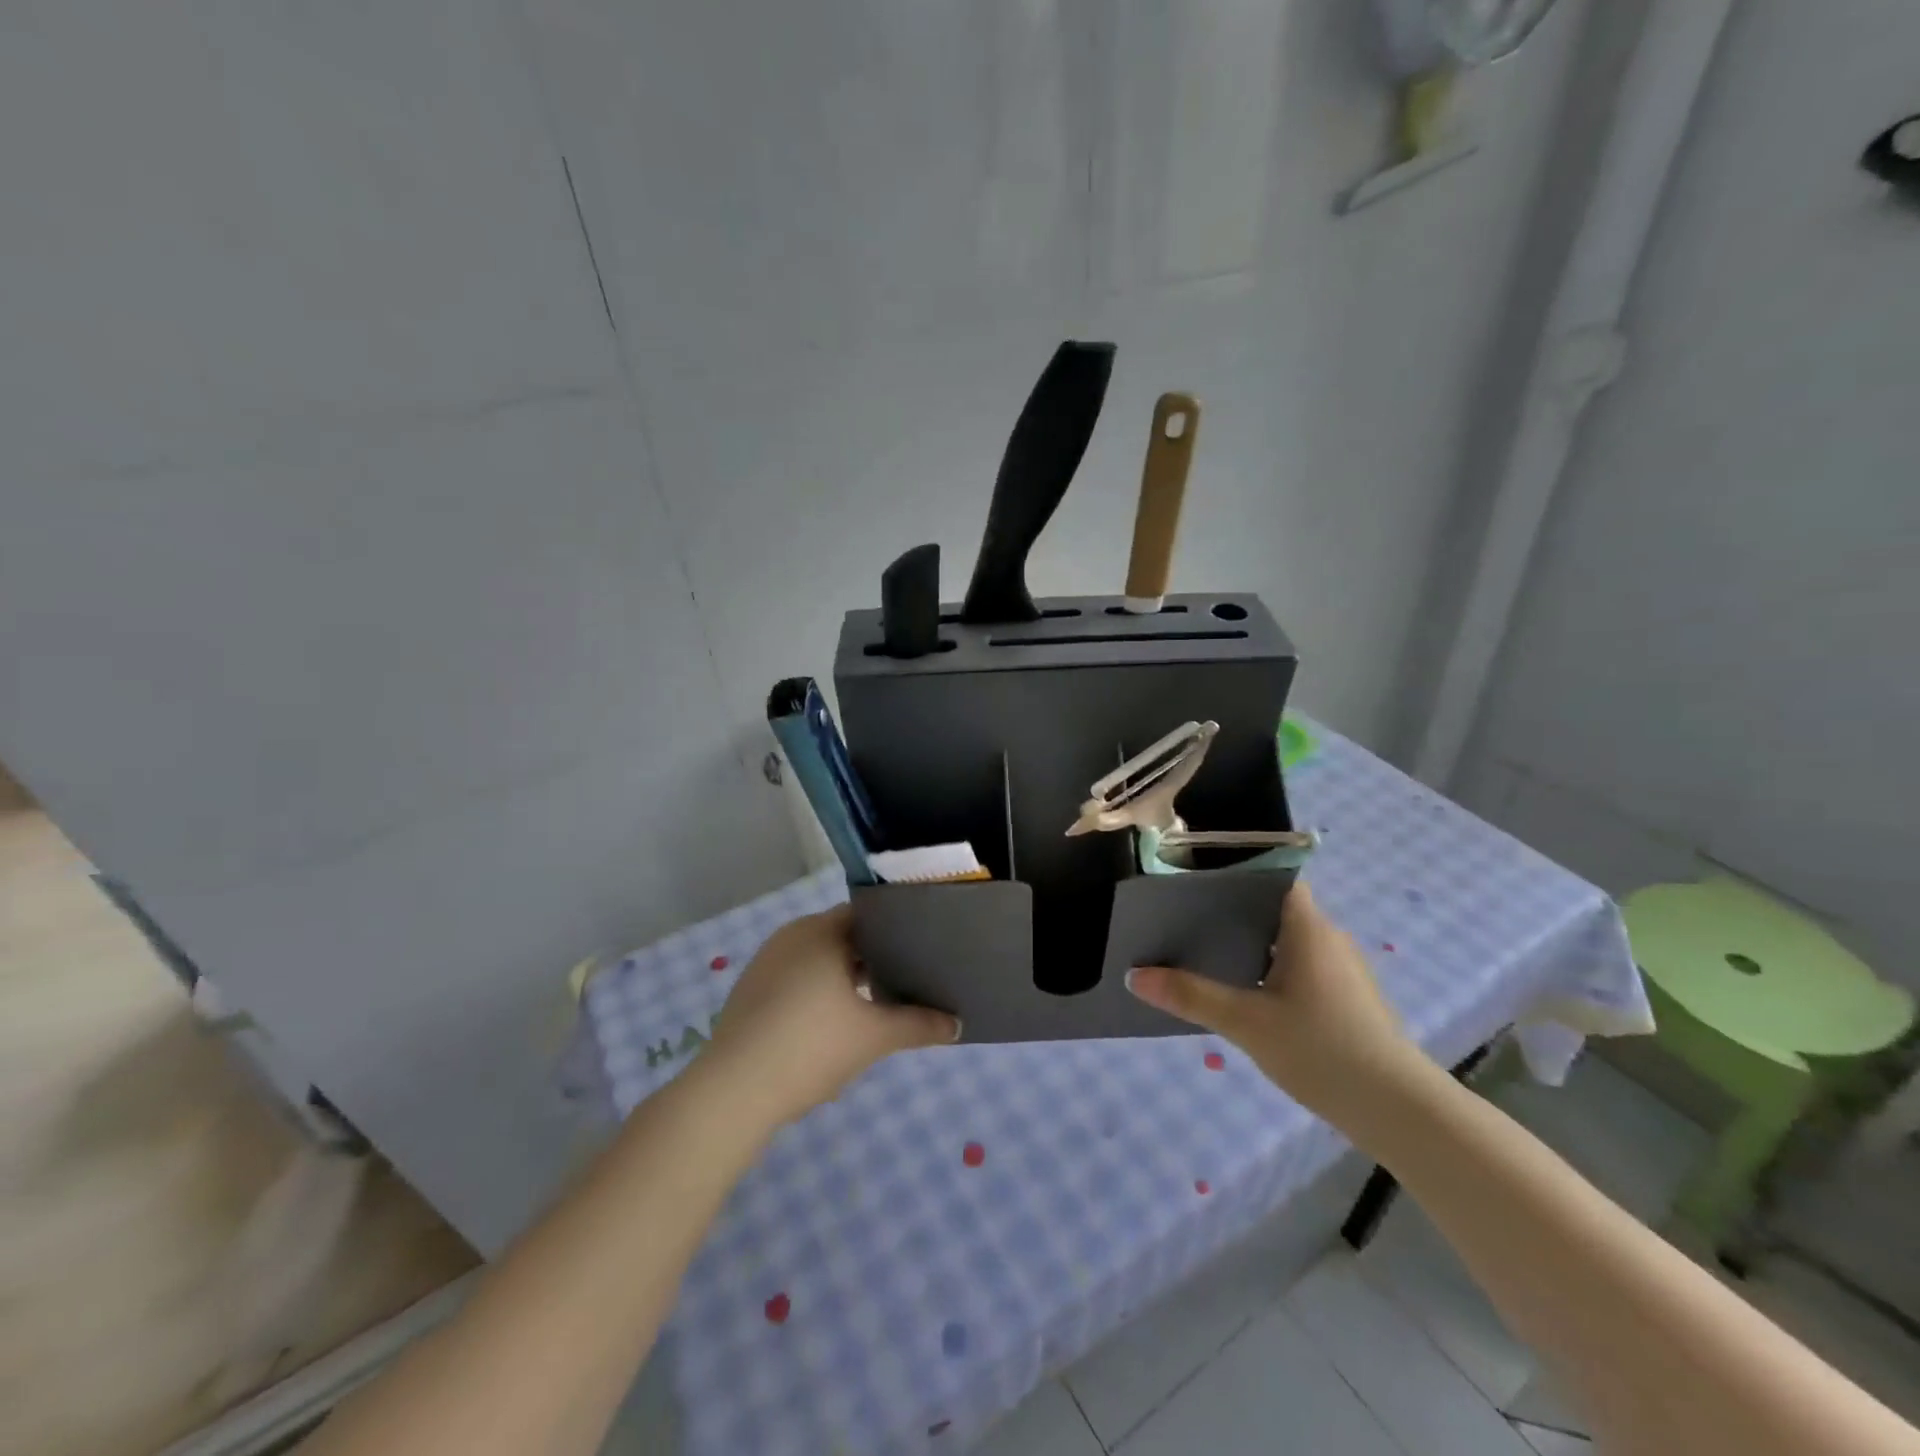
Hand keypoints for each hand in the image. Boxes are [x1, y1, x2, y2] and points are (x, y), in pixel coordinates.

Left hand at [705, 904, 959, 1124]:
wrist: (734, 1091)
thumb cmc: (810, 1047)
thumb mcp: (874, 1037)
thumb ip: (918, 1025)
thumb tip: (957, 1024)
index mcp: (821, 931)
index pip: (867, 915)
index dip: (896, 929)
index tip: (921, 948)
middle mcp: (791, 935)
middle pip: (842, 936)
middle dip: (872, 956)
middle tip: (906, 978)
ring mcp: (766, 962)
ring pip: (818, 958)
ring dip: (844, 976)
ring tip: (874, 1002)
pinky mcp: (750, 990)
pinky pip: (795, 976)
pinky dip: (817, 990)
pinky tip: (831, 1023)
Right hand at [1125, 882, 1420, 1122]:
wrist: (1399, 1111)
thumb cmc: (1322, 1050)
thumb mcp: (1246, 1023)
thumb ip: (1191, 995)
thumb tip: (1135, 975)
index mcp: (1308, 928)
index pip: (1274, 879)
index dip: (1238, 876)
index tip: (1198, 884)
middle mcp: (1329, 938)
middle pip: (1276, 910)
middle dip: (1234, 914)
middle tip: (1187, 923)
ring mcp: (1343, 970)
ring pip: (1289, 942)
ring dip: (1253, 947)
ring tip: (1207, 957)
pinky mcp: (1349, 999)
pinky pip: (1302, 968)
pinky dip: (1272, 971)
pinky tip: (1246, 997)